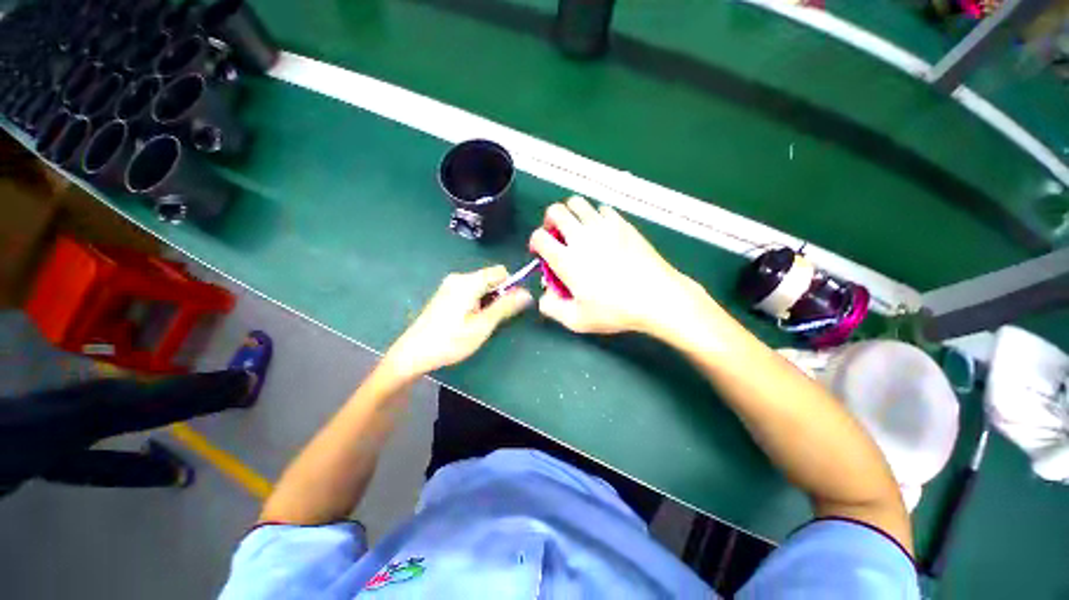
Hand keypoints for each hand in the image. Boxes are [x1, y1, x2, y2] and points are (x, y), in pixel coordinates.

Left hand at [384, 266, 531, 377]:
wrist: (413, 353)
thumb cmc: (450, 341)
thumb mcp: (483, 325)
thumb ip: (505, 307)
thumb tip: (527, 294)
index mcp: (468, 282)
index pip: (500, 271)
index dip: (510, 286)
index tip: (506, 307)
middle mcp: (458, 278)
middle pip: (490, 278)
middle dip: (497, 295)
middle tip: (490, 319)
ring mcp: (450, 285)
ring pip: (481, 286)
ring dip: (487, 301)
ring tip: (477, 323)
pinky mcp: (445, 294)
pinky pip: (469, 291)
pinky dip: (476, 302)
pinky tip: (467, 320)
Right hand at [530, 196, 714, 337]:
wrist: (656, 297)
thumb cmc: (615, 310)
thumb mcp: (577, 320)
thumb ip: (552, 308)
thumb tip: (544, 296)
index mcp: (566, 259)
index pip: (539, 237)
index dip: (535, 242)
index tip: (540, 252)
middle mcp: (581, 237)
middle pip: (554, 211)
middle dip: (549, 221)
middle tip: (556, 235)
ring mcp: (603, 226)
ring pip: (577, 203)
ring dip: (570, 214)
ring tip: (576, 230)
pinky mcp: (622, 224)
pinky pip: (601, 209)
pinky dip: (594, 216)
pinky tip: (600, 232)